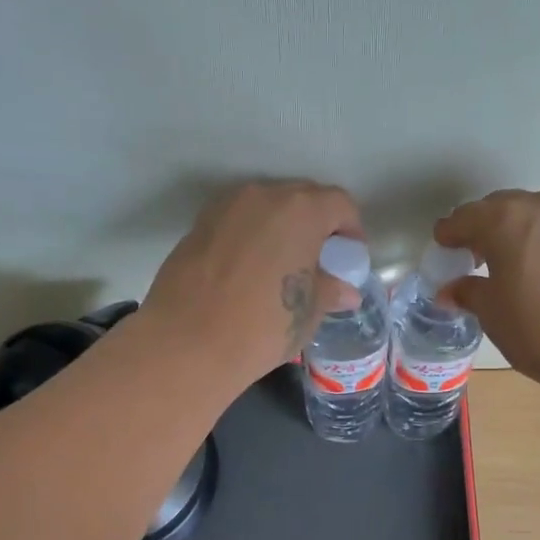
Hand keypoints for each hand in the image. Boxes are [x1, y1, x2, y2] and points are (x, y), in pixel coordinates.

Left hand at [140, 180, 363, 386]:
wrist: (188, 343)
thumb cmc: (263, 326)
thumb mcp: (308, 313)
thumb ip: (330, 291)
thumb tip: (345, 291)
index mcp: (301, 210)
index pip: (339, 204)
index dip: (351, 229)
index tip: (349, 258)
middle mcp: (263, 196)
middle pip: (302, 198)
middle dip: (317, 224)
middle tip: (319, 261)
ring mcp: (225, 207)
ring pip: (265, 207)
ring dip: (281, 228)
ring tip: (282, 266)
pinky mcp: (197, 225)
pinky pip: (237, 222)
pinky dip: (251, 237)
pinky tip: (249, 271)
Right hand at [435, 189, 539, 388]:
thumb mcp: (493, 316)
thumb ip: (469, 293)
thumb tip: (452, 289)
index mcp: (505, 222)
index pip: (466, 217)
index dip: (451, 232)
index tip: (444, 244)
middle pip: (506, 207)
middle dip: (489, 226)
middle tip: (482, 253)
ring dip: (528, 230)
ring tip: (526, 260)